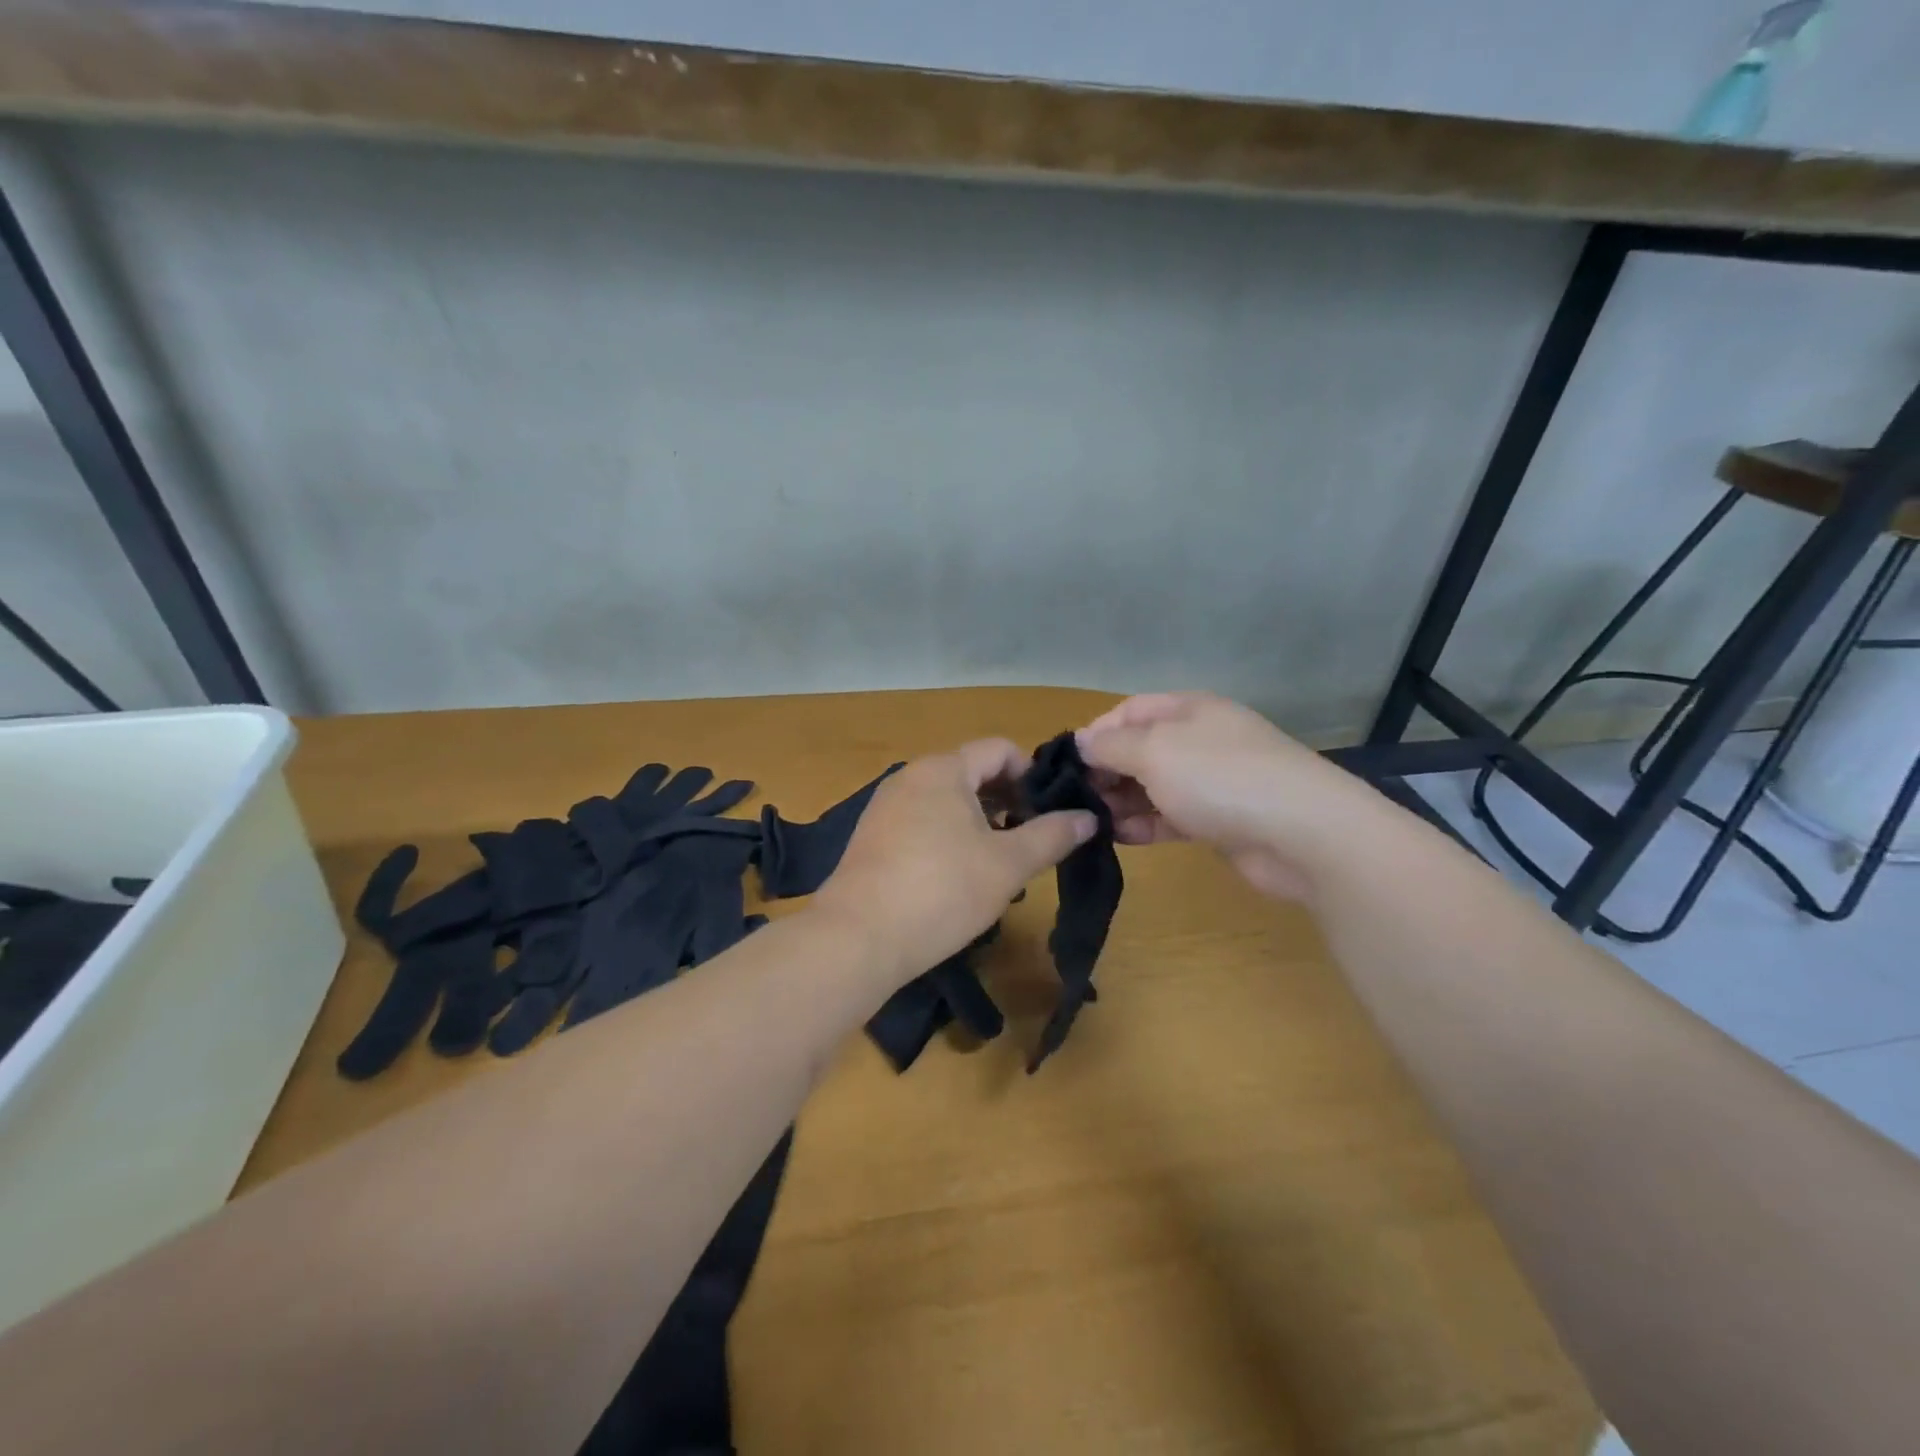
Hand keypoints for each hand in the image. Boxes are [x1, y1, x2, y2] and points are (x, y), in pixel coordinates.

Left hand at [812, 740, 1096, 985]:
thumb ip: (1052, 836)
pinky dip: (949, 835)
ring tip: (999, 861)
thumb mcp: (1008, 865)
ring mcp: (886, 806)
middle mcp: (911, 776)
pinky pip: (922, 820)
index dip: (1032, 775)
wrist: (858, 937)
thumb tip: (1088, 817)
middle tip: (1031, 839)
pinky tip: (958, 876)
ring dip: (980, 821)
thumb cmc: (942, 891)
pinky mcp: (872, 836)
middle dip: (1008, 800)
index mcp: (944, 769)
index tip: (1051, 812)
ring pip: (947, 799)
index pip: (1000, 749)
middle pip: (972, 772)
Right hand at [1075, 693, 1370, 901]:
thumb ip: (1112, 745)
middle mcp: (1200, 740)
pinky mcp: (1220, 821)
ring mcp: (1213, 781)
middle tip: (1075, 799)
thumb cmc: (1221, 777)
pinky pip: (1171, 816)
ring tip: (1091, 822)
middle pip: (1140, 749)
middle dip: (1106, 771)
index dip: (1097, 732)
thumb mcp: (1155, 751)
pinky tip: (1119, 838)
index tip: (1069, 763)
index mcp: (1188, 710)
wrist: (1304, 834)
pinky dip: (1145, 824)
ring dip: (1121, 802)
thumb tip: (1081, 741)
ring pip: (1154, 786)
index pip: (1130, 710)